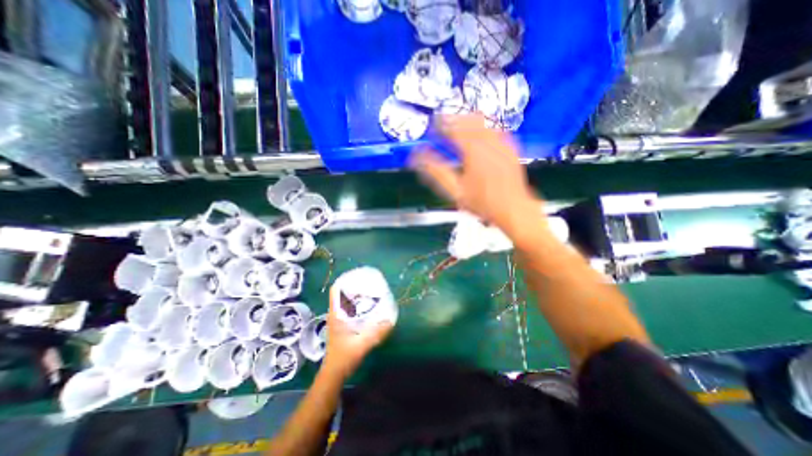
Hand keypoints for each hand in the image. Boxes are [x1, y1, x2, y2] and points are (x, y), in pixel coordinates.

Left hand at [320, 285, 392, 380]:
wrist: (334, 373)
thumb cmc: (343, 357)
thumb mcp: (360, 345)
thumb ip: (375, 334)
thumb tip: (390, 321)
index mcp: (336, 314)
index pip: (335, 291)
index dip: (344, 280)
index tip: (357, 275)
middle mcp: (336, 314)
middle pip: (342, 293)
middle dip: (354, 286)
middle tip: (368, 283)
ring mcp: (338, 320)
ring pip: (345, 302)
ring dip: (355, 295)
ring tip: (370, 292)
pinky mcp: (343, 326)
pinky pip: (349, 310)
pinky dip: (357, 305)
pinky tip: (369, 307)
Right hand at [410, 114, 541, 236]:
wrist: (514, 209)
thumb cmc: (482, 203)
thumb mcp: (455, 190)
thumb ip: (437, 171)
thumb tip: (418, 157)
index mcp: (473, 151)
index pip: (454, 127)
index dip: (441, 123)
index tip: (432, 124)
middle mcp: (489, 142)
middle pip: (469, 119)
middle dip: (455, 118)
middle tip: (444, 124)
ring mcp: (503, 143)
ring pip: (484, 122)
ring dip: (468, 121)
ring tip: (459, 129)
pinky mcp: (511, 148)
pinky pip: (496, 129)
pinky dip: (483, 129)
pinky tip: (479, 138)